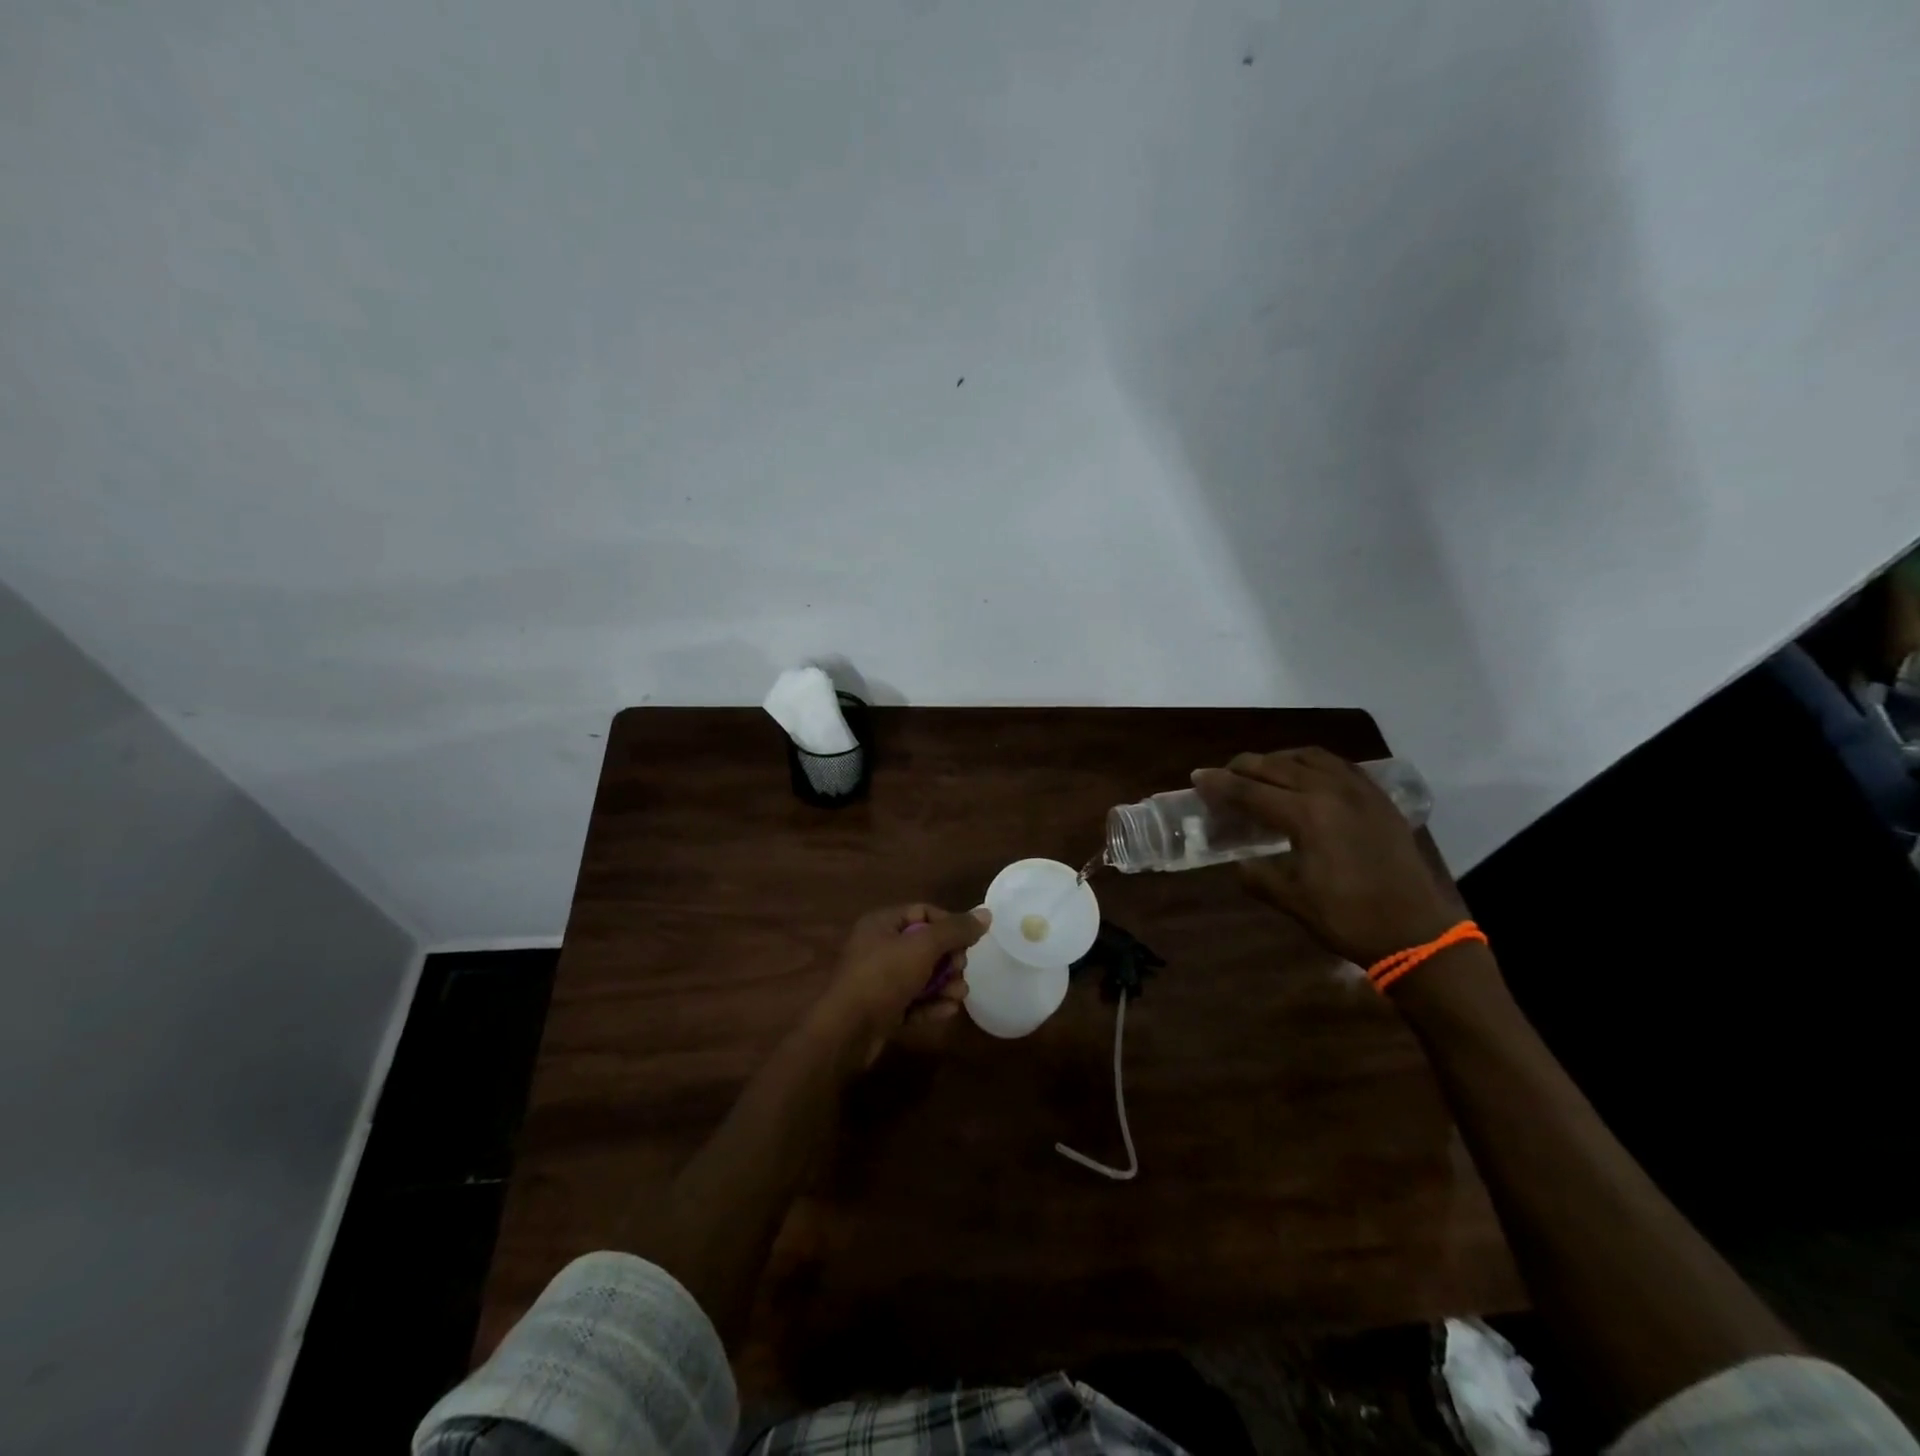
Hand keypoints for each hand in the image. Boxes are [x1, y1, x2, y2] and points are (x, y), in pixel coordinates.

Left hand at [814, 904, 990, 1066]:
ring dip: (944, 984)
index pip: (923, 912)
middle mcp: (878, 947)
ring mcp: (879, 980)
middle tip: (961, 970)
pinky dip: (931, 1004)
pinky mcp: (882, 1009)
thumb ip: (955, 930)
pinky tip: (949, 1011)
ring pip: (921, 976)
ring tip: (960, 995)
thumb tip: (986, 914)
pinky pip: (912, 1001)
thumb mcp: (923, 947)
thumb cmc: (883, 977)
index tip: (969, 941)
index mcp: (882, 924)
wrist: (846, 1031)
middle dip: (949, 959)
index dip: (948, 924)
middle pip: (924, 945)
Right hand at [1192, 748, 1458, 966]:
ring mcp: (1360, 792)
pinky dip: (1314, 764)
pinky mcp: (1380, 800)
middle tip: (1222, 774)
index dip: (1220, 785)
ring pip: (1310, 758)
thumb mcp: (1293, 901)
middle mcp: (1331, 792)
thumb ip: (1259, 876)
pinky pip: (1341, 766)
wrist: (1418, 934)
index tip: (1197, 777)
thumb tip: (1240, 863)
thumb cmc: (1350, 919)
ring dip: (1279, 759)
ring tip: (1263, 771)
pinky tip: (1308, 776)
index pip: (1250, 791)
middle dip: (1244, 766)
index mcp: (1306, 816)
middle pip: (1277, 766)